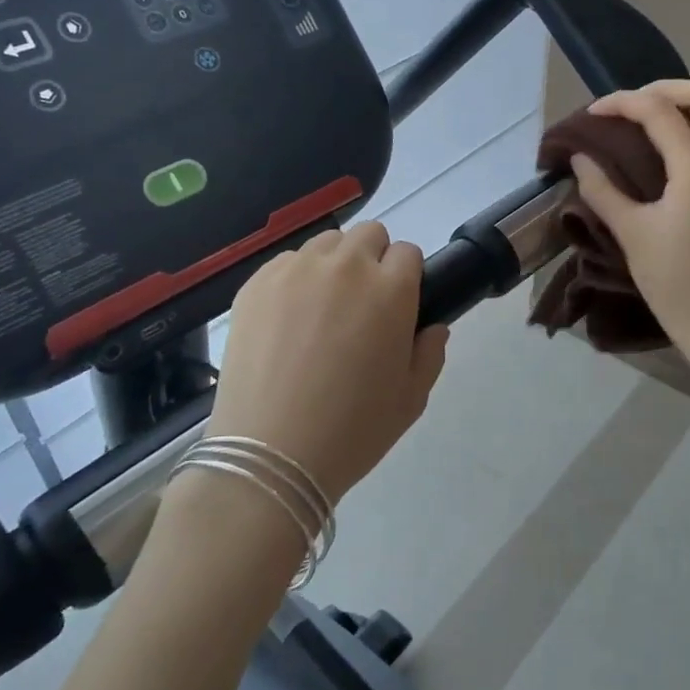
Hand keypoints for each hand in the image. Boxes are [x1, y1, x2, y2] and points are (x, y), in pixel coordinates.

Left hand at [205, 221, 449, 502]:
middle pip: (369, 235)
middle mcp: (345, 267)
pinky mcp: (256, 283)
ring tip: (323, 308)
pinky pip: (287, 261)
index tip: (398, 305)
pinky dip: (296, 278)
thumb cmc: (352, 430)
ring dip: (335, 264)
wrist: (270, 454)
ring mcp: (296, 271)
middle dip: (374, 260)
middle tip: (363, 305)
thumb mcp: (411, 400)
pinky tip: (288, 318)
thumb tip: (433, 327)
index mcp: (391, 290)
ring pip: (327, 243)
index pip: (408, 253)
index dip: (407, 277)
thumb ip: (431, 353)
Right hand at [570, 80, 689, 348]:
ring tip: (641, 128)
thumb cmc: (672, 281)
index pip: (660, 113)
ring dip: (681, 112)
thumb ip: (602, 190)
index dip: (623, 102)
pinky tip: (663, 161)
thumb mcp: (631, 233)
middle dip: (666, 90)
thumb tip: (580, 159)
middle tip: (631, 106)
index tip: (593, 113)